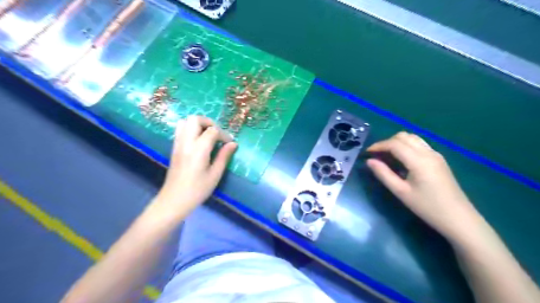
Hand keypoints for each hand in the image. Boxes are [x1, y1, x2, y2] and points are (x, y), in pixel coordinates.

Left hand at [152, 116, 236, 219]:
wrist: (174, 200)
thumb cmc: (197, 190)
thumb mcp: (215, 174)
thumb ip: (224, 156)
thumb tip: (233, 144)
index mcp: (198, 149)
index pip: (212, 131)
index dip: (223, 134)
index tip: (229, 144)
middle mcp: (186, 142)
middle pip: (195, 119)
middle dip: (209, 122)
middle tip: (217, 134)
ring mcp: (178, 144)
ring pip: (185, 121)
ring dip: (198, 124)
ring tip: (208, 135)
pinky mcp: (174, 148)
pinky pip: (180, 130)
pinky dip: (190, 129)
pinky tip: (198, 141)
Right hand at [365, 132, 482, 241]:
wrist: (459, 218)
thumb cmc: (427, 207)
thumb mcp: (401, 192)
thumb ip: (383, 174)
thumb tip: (370, 161)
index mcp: (419, 160)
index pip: (395, 144)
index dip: (379, 145)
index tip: (367, 153)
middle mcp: (428, 153)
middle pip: (404, 136)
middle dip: (387, 142)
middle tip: (377, 155)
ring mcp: (435, 155)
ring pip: (412, 138)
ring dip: (397, 142)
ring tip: (387, 156)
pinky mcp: (439, 159)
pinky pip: (419, 145)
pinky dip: (406, 146)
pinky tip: (402, 159)